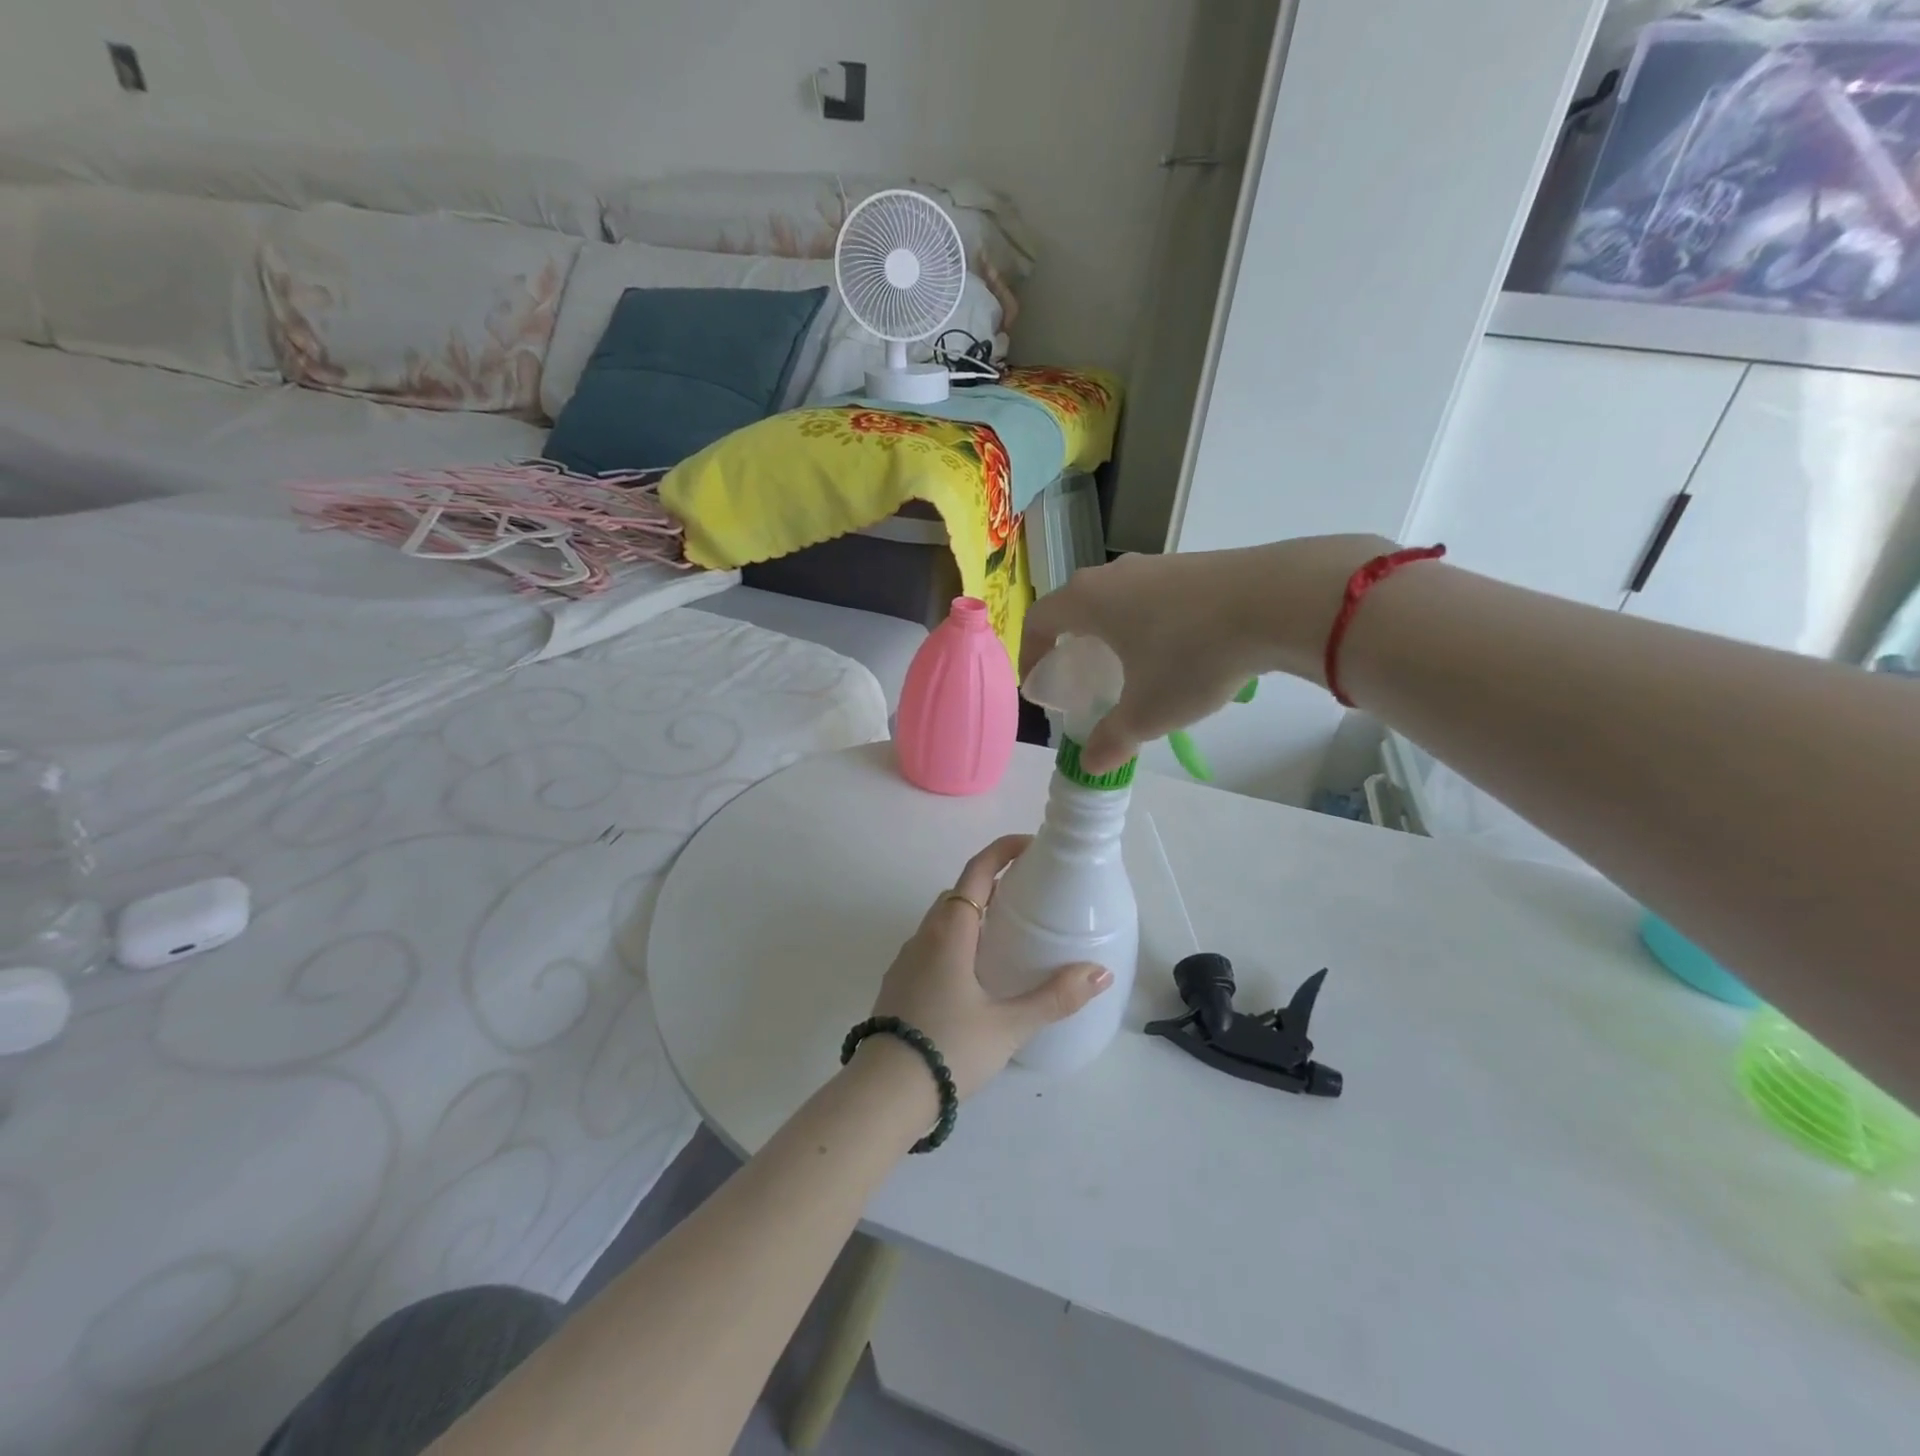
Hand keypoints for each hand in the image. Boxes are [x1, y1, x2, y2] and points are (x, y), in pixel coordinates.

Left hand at [864, 834, 1112, 1099]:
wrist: (883, 1093)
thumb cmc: (948, 1048)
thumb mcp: (1009, 1025)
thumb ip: (1055, 997)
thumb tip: (1100, 972)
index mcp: (950, 932)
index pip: (977, 872)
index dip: (1003, 851)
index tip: (1031, 845)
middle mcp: (924, 936)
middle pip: (959, 893)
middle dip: (992, 884)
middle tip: (1029, 895)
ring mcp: (907, 960)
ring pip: (943, 921)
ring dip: (973, 914)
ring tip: (1008, 935)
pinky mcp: (899, 984)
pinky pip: (932, 946)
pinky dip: (957, 941)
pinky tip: (976, 975)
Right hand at [1019, 535, 1395, 772]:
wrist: (1277, 601)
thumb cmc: (1191, 655)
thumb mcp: (1148, 711)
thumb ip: (1112, 739)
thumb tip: (1090, 764)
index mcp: (1088, 600)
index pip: (1039, 621)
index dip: (1030, 654)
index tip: (1036, 684)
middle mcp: (1115, 574)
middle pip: (1077, 608)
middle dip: (1072, 645)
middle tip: (1082, 680)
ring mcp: (1157, 565)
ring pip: (1118, 601)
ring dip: (1113, 634)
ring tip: (1130, 670)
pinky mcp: (1194, 566)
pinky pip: (1154, 598)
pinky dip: (1148, 625)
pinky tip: (1176, 654)